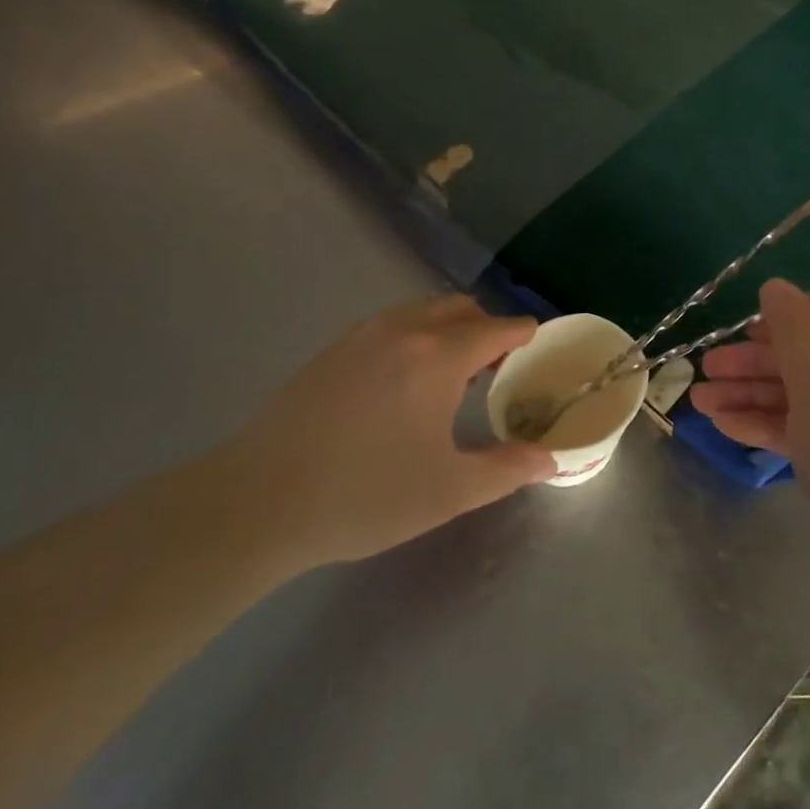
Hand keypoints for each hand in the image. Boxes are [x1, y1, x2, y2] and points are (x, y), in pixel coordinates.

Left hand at [227, 295, 554, 568]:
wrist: (259, 501)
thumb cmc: (366, 494)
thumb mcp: (449, 491)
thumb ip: (507, 469)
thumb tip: (550, 458)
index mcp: (438, 356)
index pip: (496, 327)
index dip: (523, 334)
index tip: (537, 348)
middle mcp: (402, 331)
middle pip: (459, 307)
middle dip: (487, 326)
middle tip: (498, 365)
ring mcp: (361, 336)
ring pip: (420, 311)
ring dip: (447, 328)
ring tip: (452, 373)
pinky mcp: (331, 350)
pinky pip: (390, 325)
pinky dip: (413, 335)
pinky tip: (403, 381)